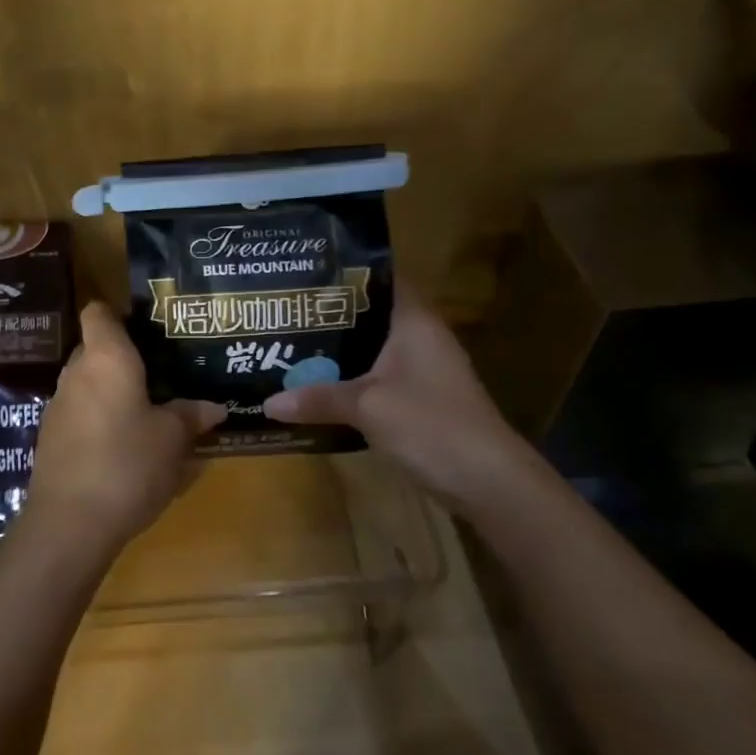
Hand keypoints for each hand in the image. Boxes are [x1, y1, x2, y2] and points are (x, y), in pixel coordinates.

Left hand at [20, 302, 224, 567]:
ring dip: (112, 393)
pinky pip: (80, 415)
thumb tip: (214, 407)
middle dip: (124, 359)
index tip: (146, 329)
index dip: (118, 313)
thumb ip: (190, 416)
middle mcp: (76, 373)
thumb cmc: (128, 464)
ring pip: (88, 384)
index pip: (98, 312)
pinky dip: (99, 421)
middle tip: (160, 375)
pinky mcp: (50, 439)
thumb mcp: (172, 440)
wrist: (69, 523)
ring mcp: (58, 406)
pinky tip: (123, 447)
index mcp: (106, 358)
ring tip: (147, 413)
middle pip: (96, 349)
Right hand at [262, 281, 535, 508]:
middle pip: (372, 315)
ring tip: (292, 345)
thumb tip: (268, 402)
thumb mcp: (366, 407)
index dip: (347, 273)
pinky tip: (320, 387)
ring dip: (339, 351)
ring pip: (373, 350)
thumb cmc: (429, 424)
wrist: (488, 481)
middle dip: (331, 315)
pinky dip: (351, 380)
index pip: (382, 278)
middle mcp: (421, 338)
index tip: (305, 272)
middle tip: (286, 312)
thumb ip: (317, 398)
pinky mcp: (421, 400)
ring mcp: (424, 371)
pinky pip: (378, 378)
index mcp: (414, 321)